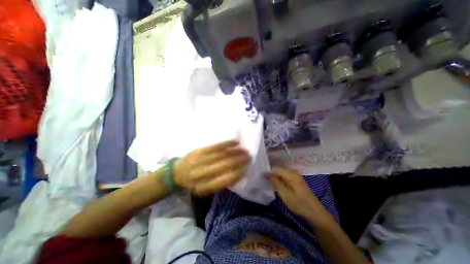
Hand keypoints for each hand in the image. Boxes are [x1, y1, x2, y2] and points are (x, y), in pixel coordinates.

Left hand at [172, 141, 251, 194]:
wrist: (176, 173)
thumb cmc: (194, 183)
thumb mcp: (206, 189)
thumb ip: (221, 184)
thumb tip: (237, 176)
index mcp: (204, 186)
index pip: (225, 180)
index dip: (238, 174)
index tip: (247, 169)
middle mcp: (202, 173)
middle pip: (225, 165)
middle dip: (239, 161)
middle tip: (249, 157)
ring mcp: (200, 160)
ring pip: (222, 154)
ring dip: (235, 152)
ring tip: (245, 150)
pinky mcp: (200, 150)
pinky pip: (216, 146)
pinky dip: (227, 144)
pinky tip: (236, 142)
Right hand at [268, 168, 327, 219]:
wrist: (316, 213)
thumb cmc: (299, 204)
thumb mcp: (285, 194)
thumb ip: (276, 183)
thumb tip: (268, 174)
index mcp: (291, 175)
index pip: (277, 170)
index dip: (269, 172)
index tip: (261, 174)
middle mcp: (295, 174)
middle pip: (281, 170)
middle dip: (272, 173)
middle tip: (264, 176)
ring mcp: (297, 178)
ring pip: (284, 174)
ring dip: (276, 176)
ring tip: (269, 179)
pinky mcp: (298, 182)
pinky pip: (287, 177)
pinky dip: (281, 179)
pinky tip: (278, 183)